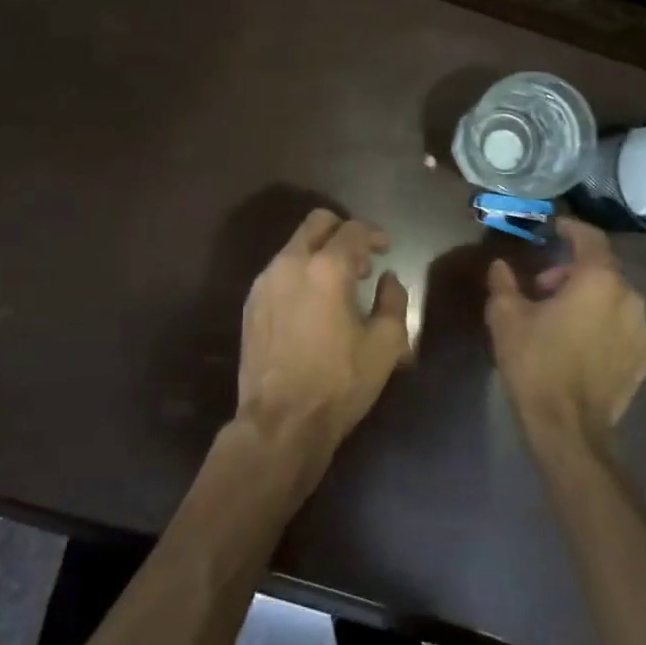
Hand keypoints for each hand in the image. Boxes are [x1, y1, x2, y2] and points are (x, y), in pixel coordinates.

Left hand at [238, 209, 411, 451]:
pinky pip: (279, 271)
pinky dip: (300, 273)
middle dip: (342, 232)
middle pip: (316, 223)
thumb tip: (389, 279)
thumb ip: (394, 301)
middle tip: (361, 262)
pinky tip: (312, 305)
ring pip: (294, 246)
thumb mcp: (386, 345)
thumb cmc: (339, 383)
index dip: (373, 234)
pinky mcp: (251, 303)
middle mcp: (290, 264)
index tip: (386, 248)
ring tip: (338, 286)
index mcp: (326, 269)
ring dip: (319, 253)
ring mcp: (264, 282)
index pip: (352, 230)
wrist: (280, 421)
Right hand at [486, 217, 645, 440]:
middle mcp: (629, 298)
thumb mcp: (506, 317)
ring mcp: (642, 330)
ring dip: (588, 297)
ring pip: (614, 298)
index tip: (553, 227)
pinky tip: (579, 341)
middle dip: (572, 270)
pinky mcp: (644, 358)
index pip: (590, 238)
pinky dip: (603, 322)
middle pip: (602, 269)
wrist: (568, 427)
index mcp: (599, 280)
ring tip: (560, 316)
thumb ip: (504, 282)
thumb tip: (501, 264)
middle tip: (541, 287)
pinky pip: (622, 325)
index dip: (570, 227)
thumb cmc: (536, 363)